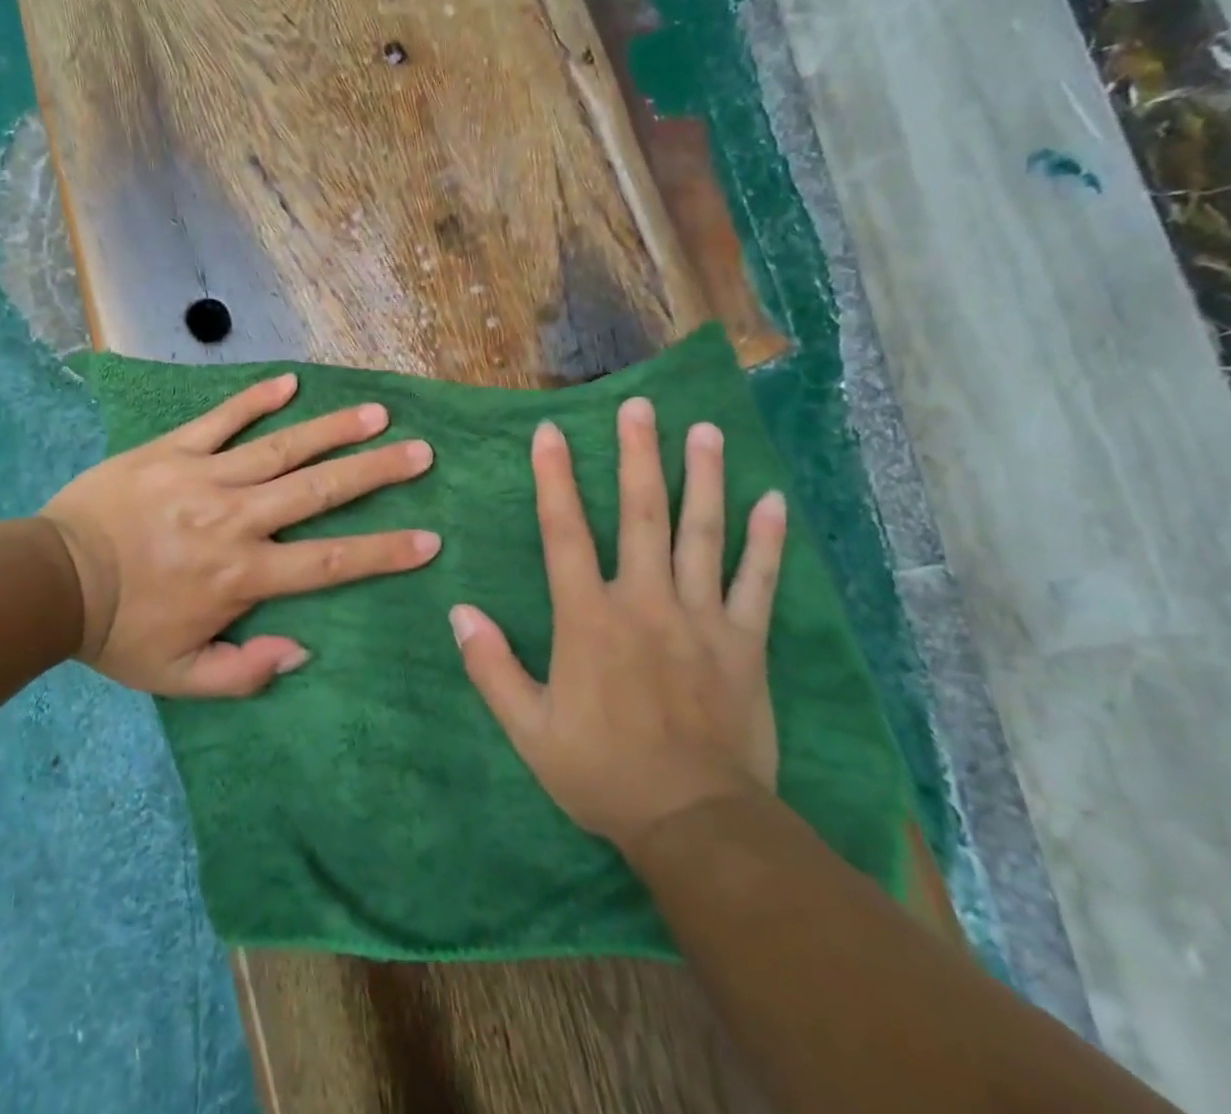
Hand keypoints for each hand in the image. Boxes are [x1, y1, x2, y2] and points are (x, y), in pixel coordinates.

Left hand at [40, 373, 439, 697]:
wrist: (51, 582)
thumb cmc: (120, 631)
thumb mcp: (180, 675)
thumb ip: (245, 671)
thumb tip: (303, 649)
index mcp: (243, 574)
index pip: (329, 562)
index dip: (383, 552)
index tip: (430, 540)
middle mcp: (237, 518)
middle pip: (319, 491)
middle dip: (376, 472)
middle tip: (421, 453)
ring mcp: (206, 476)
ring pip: (281, 449)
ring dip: (332, 430)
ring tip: (376, 413)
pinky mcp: (173, 450)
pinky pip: (220, 419)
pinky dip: (254, 400)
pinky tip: (290, 382)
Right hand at [451, 400, 786, 853]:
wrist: (694, 823)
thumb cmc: (603, 772)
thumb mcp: (529, 730)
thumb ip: (491, 668)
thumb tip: (458, 612)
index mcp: (589, 619)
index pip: (565, 534)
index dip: (555, 480)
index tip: (551, 432)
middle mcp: (644, 602)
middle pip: (640, 515)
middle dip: (637, 456)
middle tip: (641, 406)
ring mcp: (700, 618)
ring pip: (702, 534)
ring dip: (702, 479)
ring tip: (704, 430)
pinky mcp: (744, 642)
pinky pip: (758, 582)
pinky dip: (767, 540)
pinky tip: (772, 500)